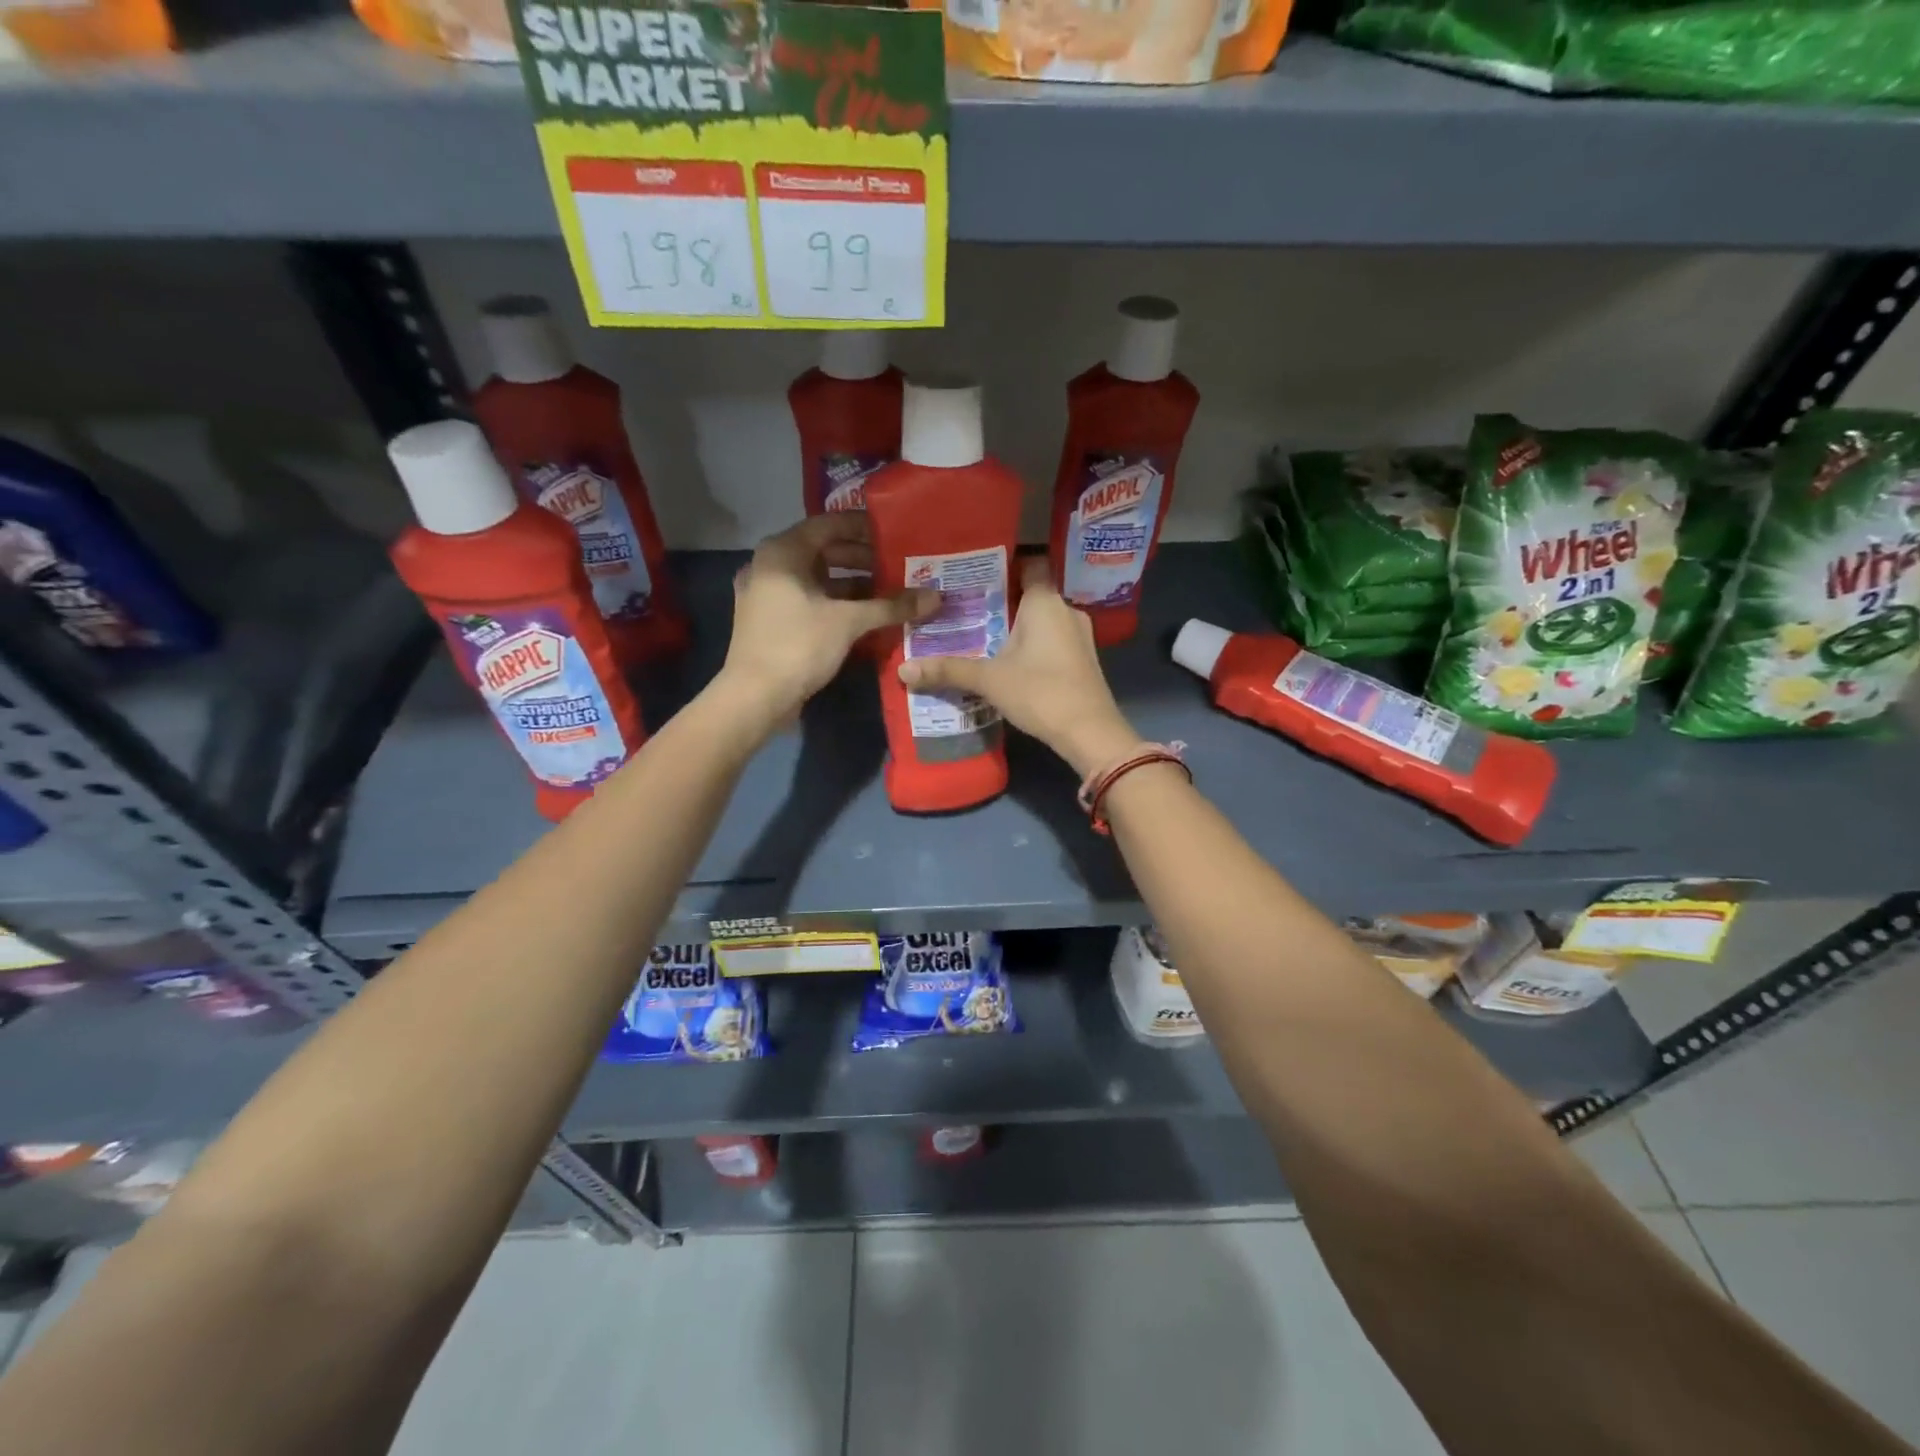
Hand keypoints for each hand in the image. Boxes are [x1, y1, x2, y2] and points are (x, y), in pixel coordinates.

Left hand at [720, 513, 935, 725]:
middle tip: (897, 565)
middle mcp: (769, 565)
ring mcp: (767, 594)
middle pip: (822, 551)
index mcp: (782, 552)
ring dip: (851, 584)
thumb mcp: (849, 621)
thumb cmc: (799, 645)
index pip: (829, 524)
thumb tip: (935, 596)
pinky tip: (864, 615)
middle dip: (861, 558)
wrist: (755, 697)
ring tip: (888, 591)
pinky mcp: (770, 620)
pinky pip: (808, 600)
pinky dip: (835, 603)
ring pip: (816, 579)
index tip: (894, 534)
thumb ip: (891, 605)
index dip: (863, 527)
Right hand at [897, 556, 1140, 775]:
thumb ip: (948, 670)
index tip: (975, 572)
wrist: (1089, 732)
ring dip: (1018, 627)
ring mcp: (1079, 636)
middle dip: (1002, 601)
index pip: (1029, 564)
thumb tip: (903, 670)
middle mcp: (1066, 610)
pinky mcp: (1082, 660)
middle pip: (1031, 595)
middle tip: (966, 608)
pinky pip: (1052, 641)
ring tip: (982, 635)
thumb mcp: (989, 680)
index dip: (1004, 564)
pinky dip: (1033, 646)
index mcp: (1045, 602)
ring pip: (1043, 621)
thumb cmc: (1040, 692)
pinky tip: (1010, 662)